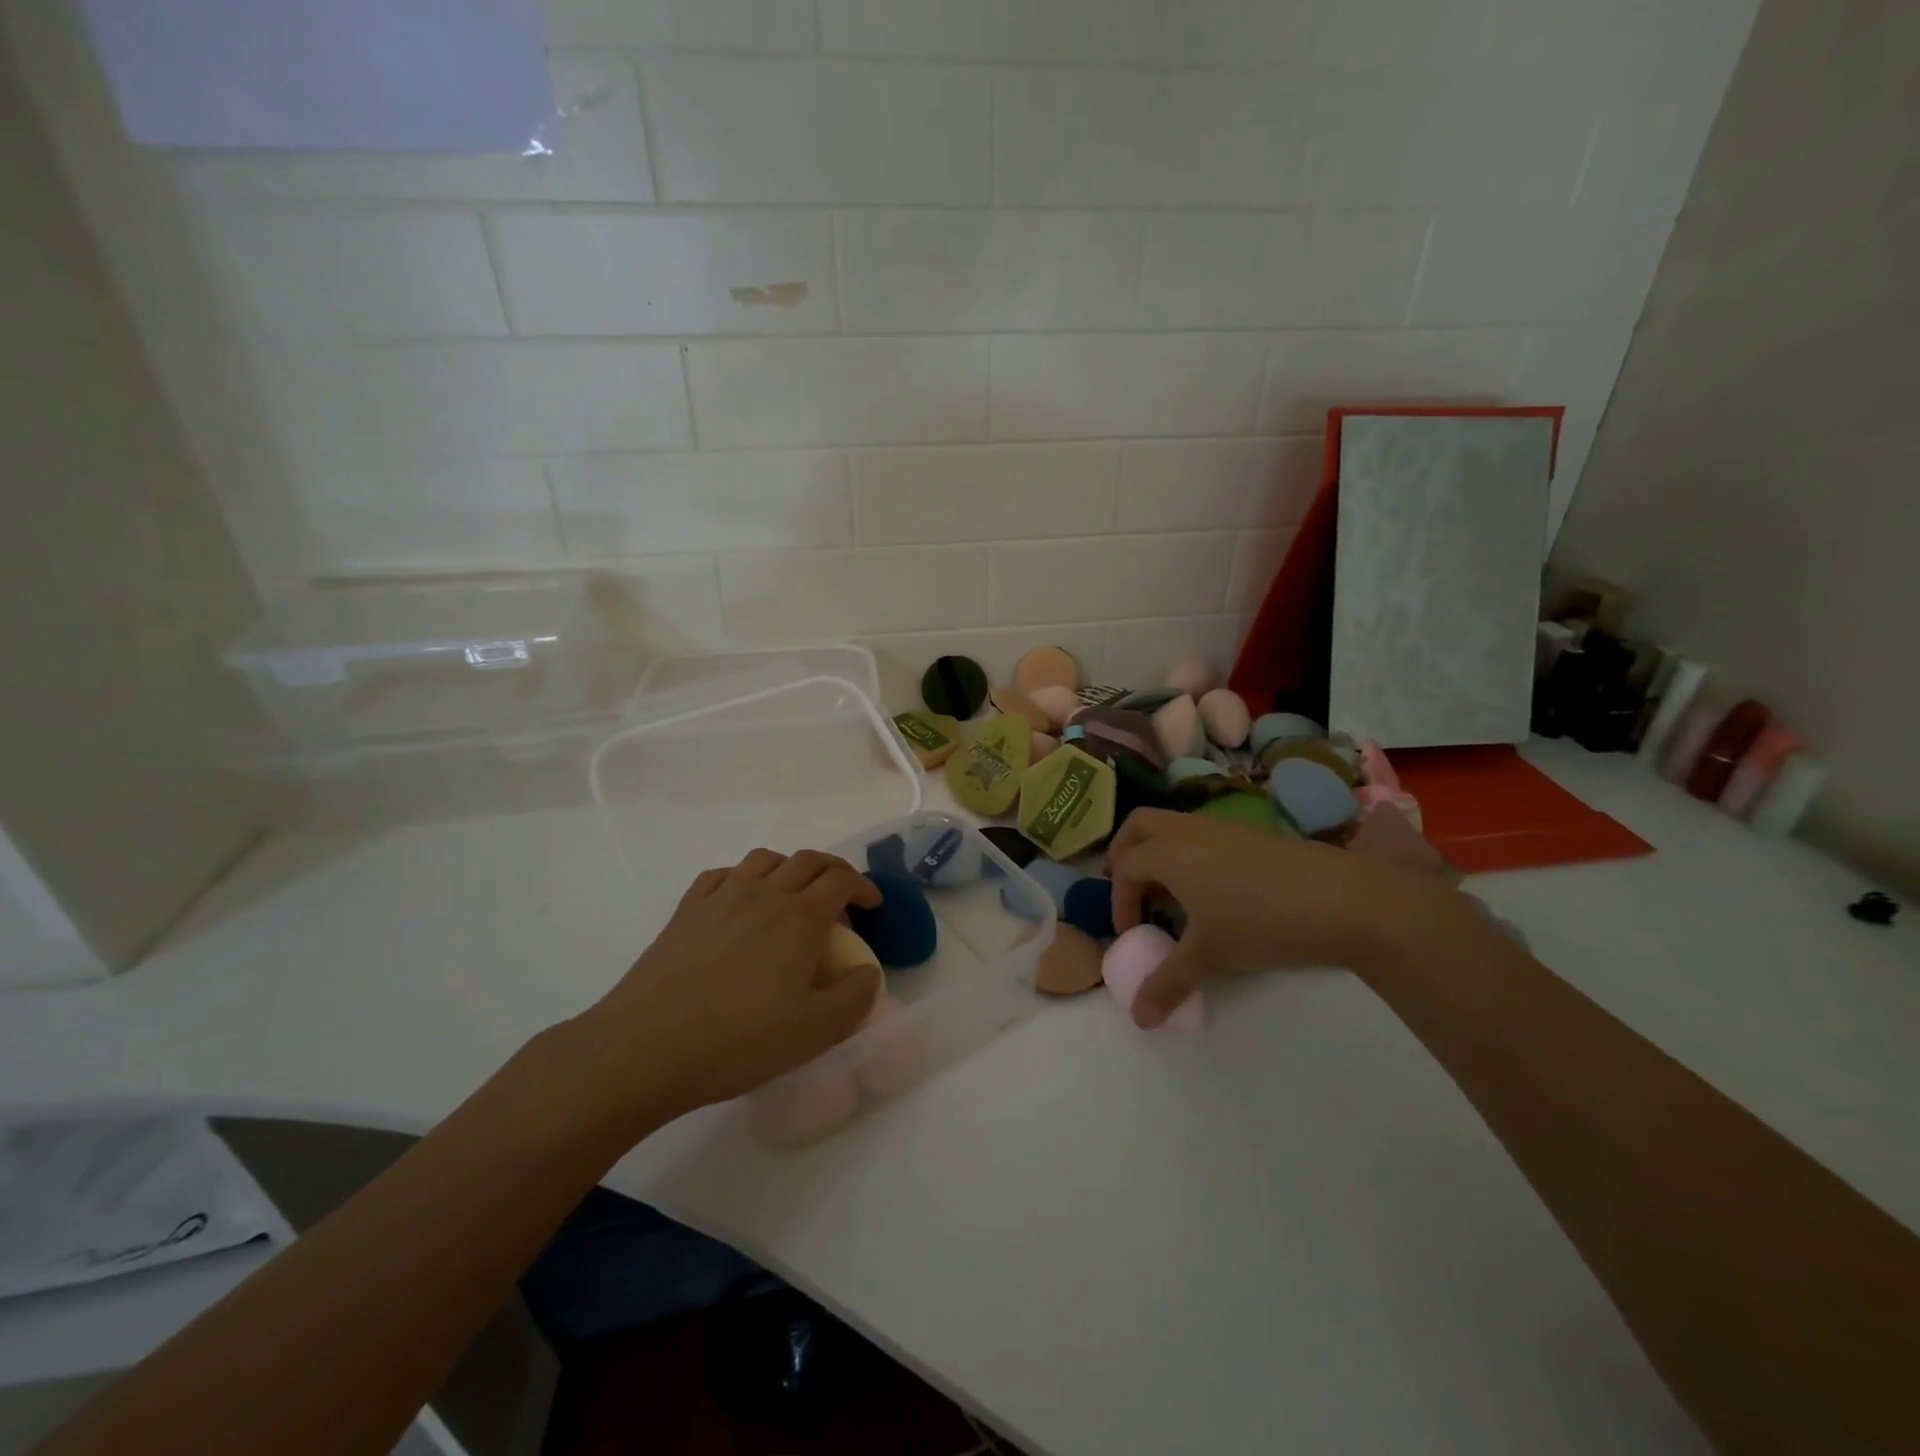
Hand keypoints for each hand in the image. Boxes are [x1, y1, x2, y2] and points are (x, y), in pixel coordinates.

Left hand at [569, 849, 883, 1123]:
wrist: (646, 1047)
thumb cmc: (739, 1040)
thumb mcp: (815, 1032)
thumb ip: (855, 997)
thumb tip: (868, 972)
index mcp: (800, 918)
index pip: (842, 880)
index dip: (864, 887)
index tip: (873, 906)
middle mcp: (765, 894)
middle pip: (808, 861)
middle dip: (834, 872)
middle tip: (842, 899)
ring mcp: (722, 897)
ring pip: (765, 860)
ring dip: (790, 868)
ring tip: (794, 897)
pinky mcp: (687, 910)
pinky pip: (723, 874)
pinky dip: (744, 878)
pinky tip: (741, 902)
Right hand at [1109, 809, 1433, 1027]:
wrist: (1343, 899)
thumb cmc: (1261, 922)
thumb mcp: (1210, 956)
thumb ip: (1168, 983)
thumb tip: (1139, 1019)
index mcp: (1167, 852)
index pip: (1123, 867)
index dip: (1119, 901)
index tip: (1133, 935)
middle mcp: (1187, 829)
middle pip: (1138, 826)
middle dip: (1125, 855)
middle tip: (1132, 892)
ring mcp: (1220, 826)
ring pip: (1172, 826)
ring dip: (1159, 854)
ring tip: (1172, 898)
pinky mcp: (1248, 832)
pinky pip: (1201, 834)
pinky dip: (1189, 854)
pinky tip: (1212, 892)